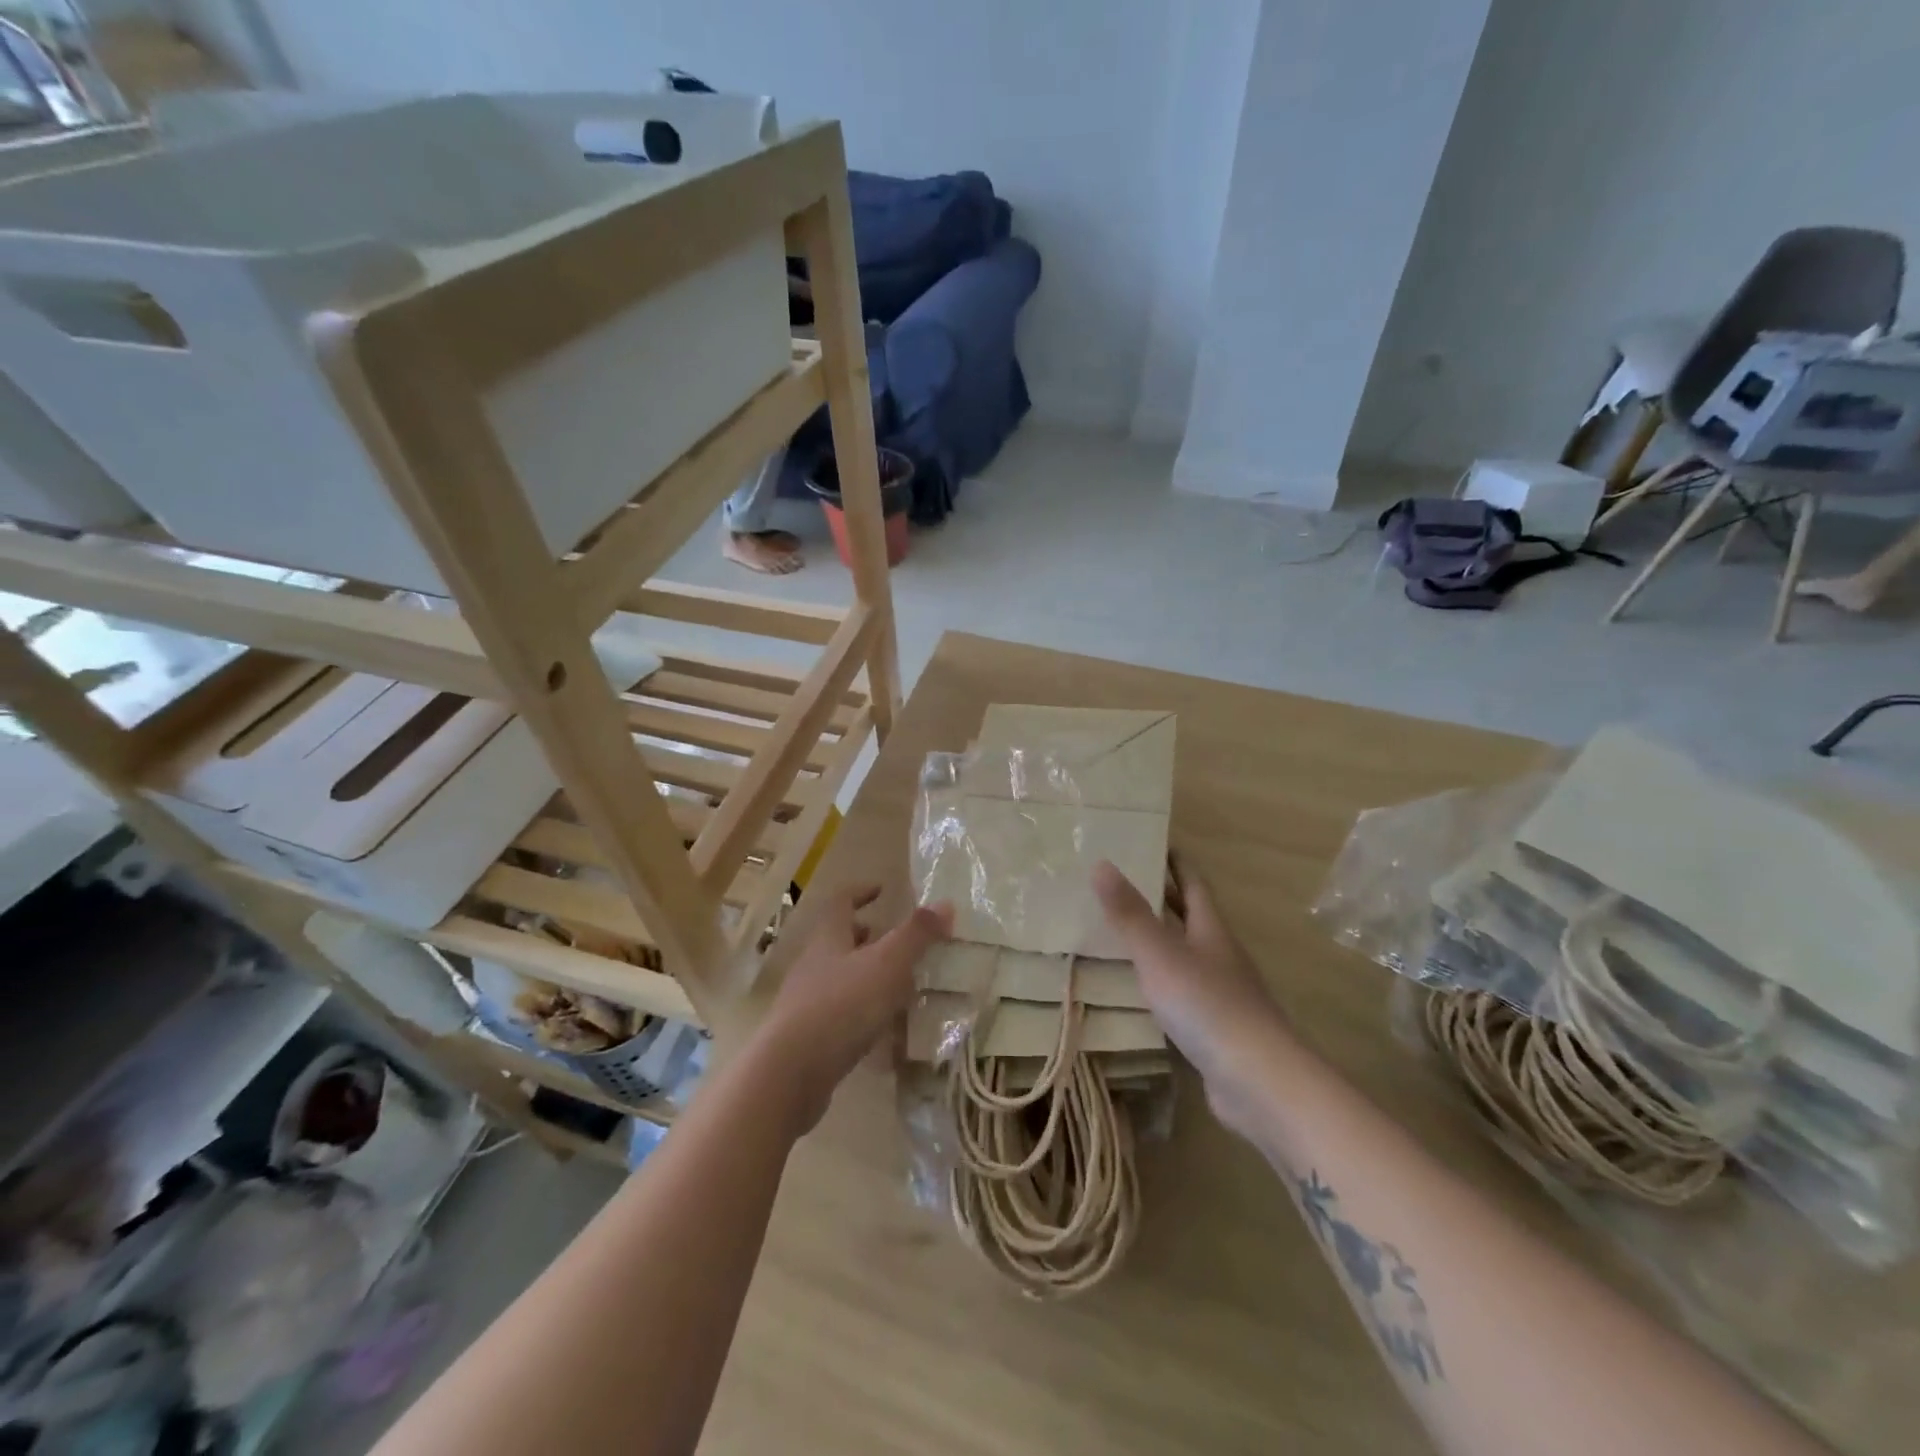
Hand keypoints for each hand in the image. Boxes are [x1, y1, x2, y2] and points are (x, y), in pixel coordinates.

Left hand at [755, 886, 952, 1133]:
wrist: (791, 1072)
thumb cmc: (842, 1005)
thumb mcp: (887, 964)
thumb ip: (917, 934)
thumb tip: (946, 904)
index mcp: (829, 937)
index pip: (842, 901)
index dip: (861, 892)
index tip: (882, 890)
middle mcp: (814, 963)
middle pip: (839, 939)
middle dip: (867, 936)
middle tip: (896, 941)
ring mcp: (806, 1000)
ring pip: (840, 976)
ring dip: (866, 975)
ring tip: (898, 985)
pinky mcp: (807, 1036)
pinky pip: (839, 1012)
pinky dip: (861, 1011)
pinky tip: (881, 1028)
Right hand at [1093, 859, 1291, 1137]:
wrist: (1258, 1081)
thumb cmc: (1207, 1005)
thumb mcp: (1159, 954)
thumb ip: (1129, 913)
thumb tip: (1101, 863)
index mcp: (1211, 930)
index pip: (1194, 885)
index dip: (1175, 862)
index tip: (1154, 842)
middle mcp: (1220, 956)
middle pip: (1192, 918)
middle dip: (1165, 898)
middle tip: (1125, 882)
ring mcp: (1222, 994)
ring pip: (1187, 956)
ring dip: (1160, 941)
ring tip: (1121, 932)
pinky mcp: (1216, 1029)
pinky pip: (1183, 993)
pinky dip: (1161, 982)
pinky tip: (1140, 991)